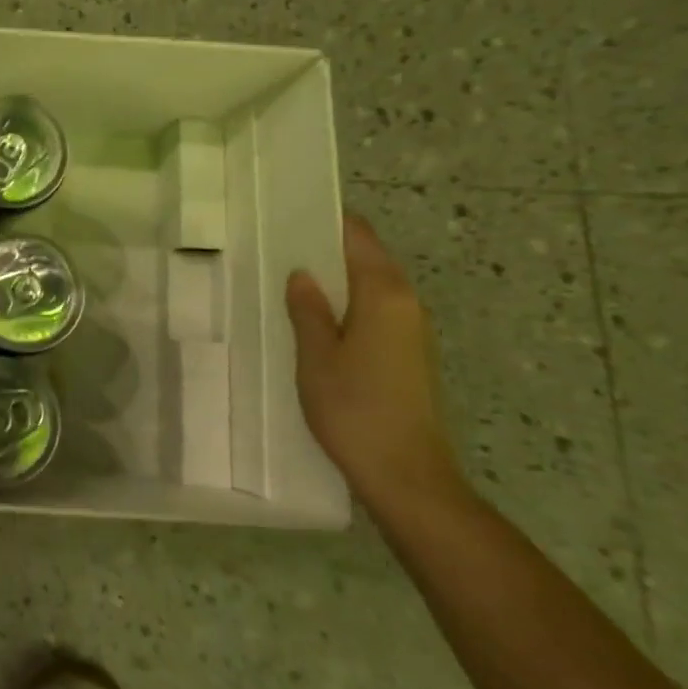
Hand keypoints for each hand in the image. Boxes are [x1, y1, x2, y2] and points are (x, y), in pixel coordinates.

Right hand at [285, 213, 465, 517]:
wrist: (406, 475)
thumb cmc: (355, 408)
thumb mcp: (316, 356)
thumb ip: (308, 310)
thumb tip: (302, 274)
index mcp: (385, 296)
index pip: (359, 238)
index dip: (329, 222)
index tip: (290, 213)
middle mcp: (406, 305)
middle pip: (367, 260)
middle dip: (327, 250)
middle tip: (277, 246)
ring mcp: (411, 332)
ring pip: (370, 288)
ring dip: (335, 280)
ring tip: (288, 279)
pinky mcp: (407, 357)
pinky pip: (373, 313)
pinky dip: (345, 306)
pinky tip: (314, 320)